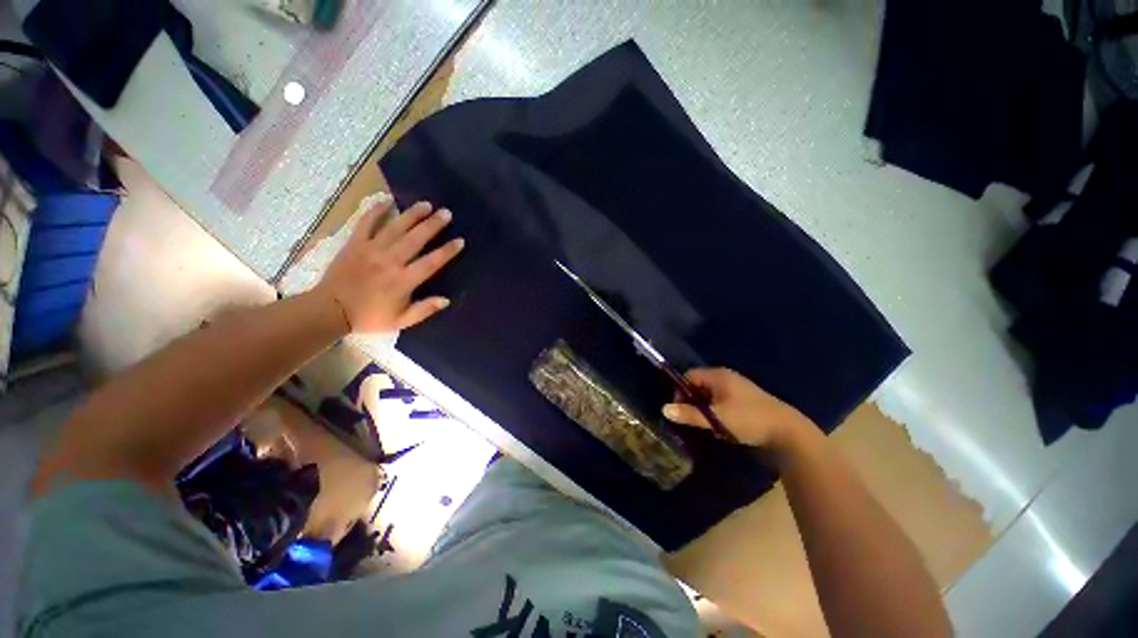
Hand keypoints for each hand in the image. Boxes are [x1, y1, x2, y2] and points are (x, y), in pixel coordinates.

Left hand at [315, 196, 464, 332]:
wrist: (329, 310)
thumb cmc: (369, 317)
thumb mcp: (400, 321)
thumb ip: (424, 310)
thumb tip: (446, 300)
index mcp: (403, 281)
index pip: (431, 262)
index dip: (447, 251)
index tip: (460, 241)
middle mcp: (390, 261)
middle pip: (416, 239)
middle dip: (433, 225)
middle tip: (446, 213)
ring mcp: (371, 249)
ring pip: (395, 228)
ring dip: (412, 215)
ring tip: (426, 204)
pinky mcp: (355, 244)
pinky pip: (366, 223)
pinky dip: (376, 210)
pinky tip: (387, 200)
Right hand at [662, 368, 811, 448]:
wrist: (788, 433)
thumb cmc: (748, 420)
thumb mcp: (716, 418)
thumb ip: (689, 414)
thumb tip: (664, 409)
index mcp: (718, 376)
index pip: (689, 375)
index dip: (680, 390)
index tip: (679, 409)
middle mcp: (726, 378)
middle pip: (699, 385)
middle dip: (691, 401)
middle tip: (689, 419)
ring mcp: (737, 389)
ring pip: (710, 395)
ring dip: (703, 408)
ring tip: (703, 425)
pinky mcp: (745, 402)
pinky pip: (721, 402)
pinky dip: (715, 412)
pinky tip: (719, 427)